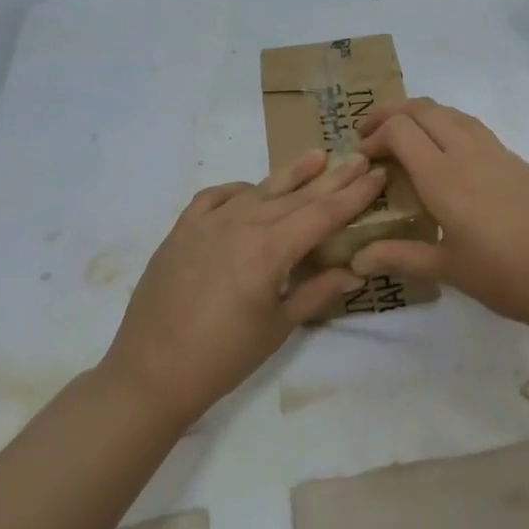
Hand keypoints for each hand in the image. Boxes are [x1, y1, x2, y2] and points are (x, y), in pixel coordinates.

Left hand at [102, 149, 386, 420]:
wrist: (151, 372)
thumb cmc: (224, 357)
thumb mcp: (279, 327)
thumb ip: (317, 292)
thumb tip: (355, 272)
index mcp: (269, 249)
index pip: (323, 214)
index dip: (354, 195)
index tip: (376, 174)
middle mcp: (241, 224)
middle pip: (296, 196)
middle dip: (332, 178)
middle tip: (358, 157)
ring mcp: (207, 223)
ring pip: (258, 190)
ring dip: (290, 174)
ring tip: (317, 156)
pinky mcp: (181, 230)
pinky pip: (215, 197)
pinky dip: (239, 190)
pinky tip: (251, 191)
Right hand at [352, 98, 528, 326]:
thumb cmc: (505, 276)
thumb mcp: (447, 269)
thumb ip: (399, 256)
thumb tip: (356, 259)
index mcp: (443, 177)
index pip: (400, 130)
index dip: (374, 136)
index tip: (363, 158)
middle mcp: (468, 153)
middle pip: (424, 108)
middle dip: (392, 113)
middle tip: (373, 134)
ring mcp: (498, 153)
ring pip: (453, 113)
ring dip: (423, 116)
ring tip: (408, 138)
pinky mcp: (519, 161)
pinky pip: (476, 130)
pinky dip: (451, 128)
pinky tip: (451, 159)